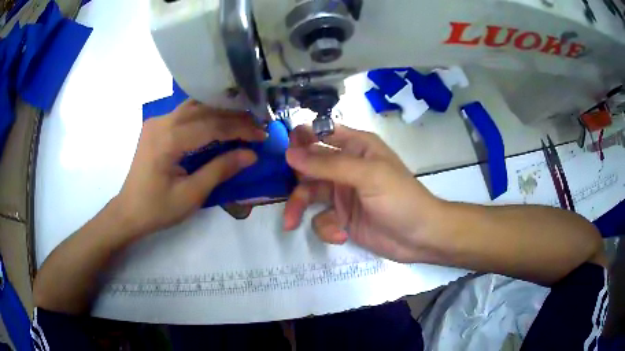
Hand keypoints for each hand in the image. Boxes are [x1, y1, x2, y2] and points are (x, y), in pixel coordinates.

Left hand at [115, 100, 264, 237]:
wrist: (129, 211)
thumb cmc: (158, 209)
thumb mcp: (191, 195)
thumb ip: (220, 170)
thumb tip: (251, 154)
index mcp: (168, 139)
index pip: (211, 125)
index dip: (240, 129)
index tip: (262, 135)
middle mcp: (162, 122)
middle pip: (204, 110)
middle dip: (234, 117)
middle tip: (257, 125)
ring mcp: (157, 121)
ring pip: (195, 106)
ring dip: (220, 111)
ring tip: (243, 120)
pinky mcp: (156, 125)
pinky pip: (185, 112)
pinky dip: (206, 113)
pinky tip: (219, 118)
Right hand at [284, 125, 443, 262]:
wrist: (420, 237)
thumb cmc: (399, 198)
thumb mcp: (367, 175)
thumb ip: (328, 164)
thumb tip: (289, 153)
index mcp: (355, 147)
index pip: (322, 133)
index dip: (300, 138)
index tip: (282, 151)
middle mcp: (345, 167)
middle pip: (308, 167)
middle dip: (295, 182)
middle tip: (283, 194)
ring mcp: (342, 194)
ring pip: (309, 194)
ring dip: (299, 208)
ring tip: (290, 223)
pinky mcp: (342, 218)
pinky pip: (321, 219)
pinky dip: (326, 228)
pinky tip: (341, 234)